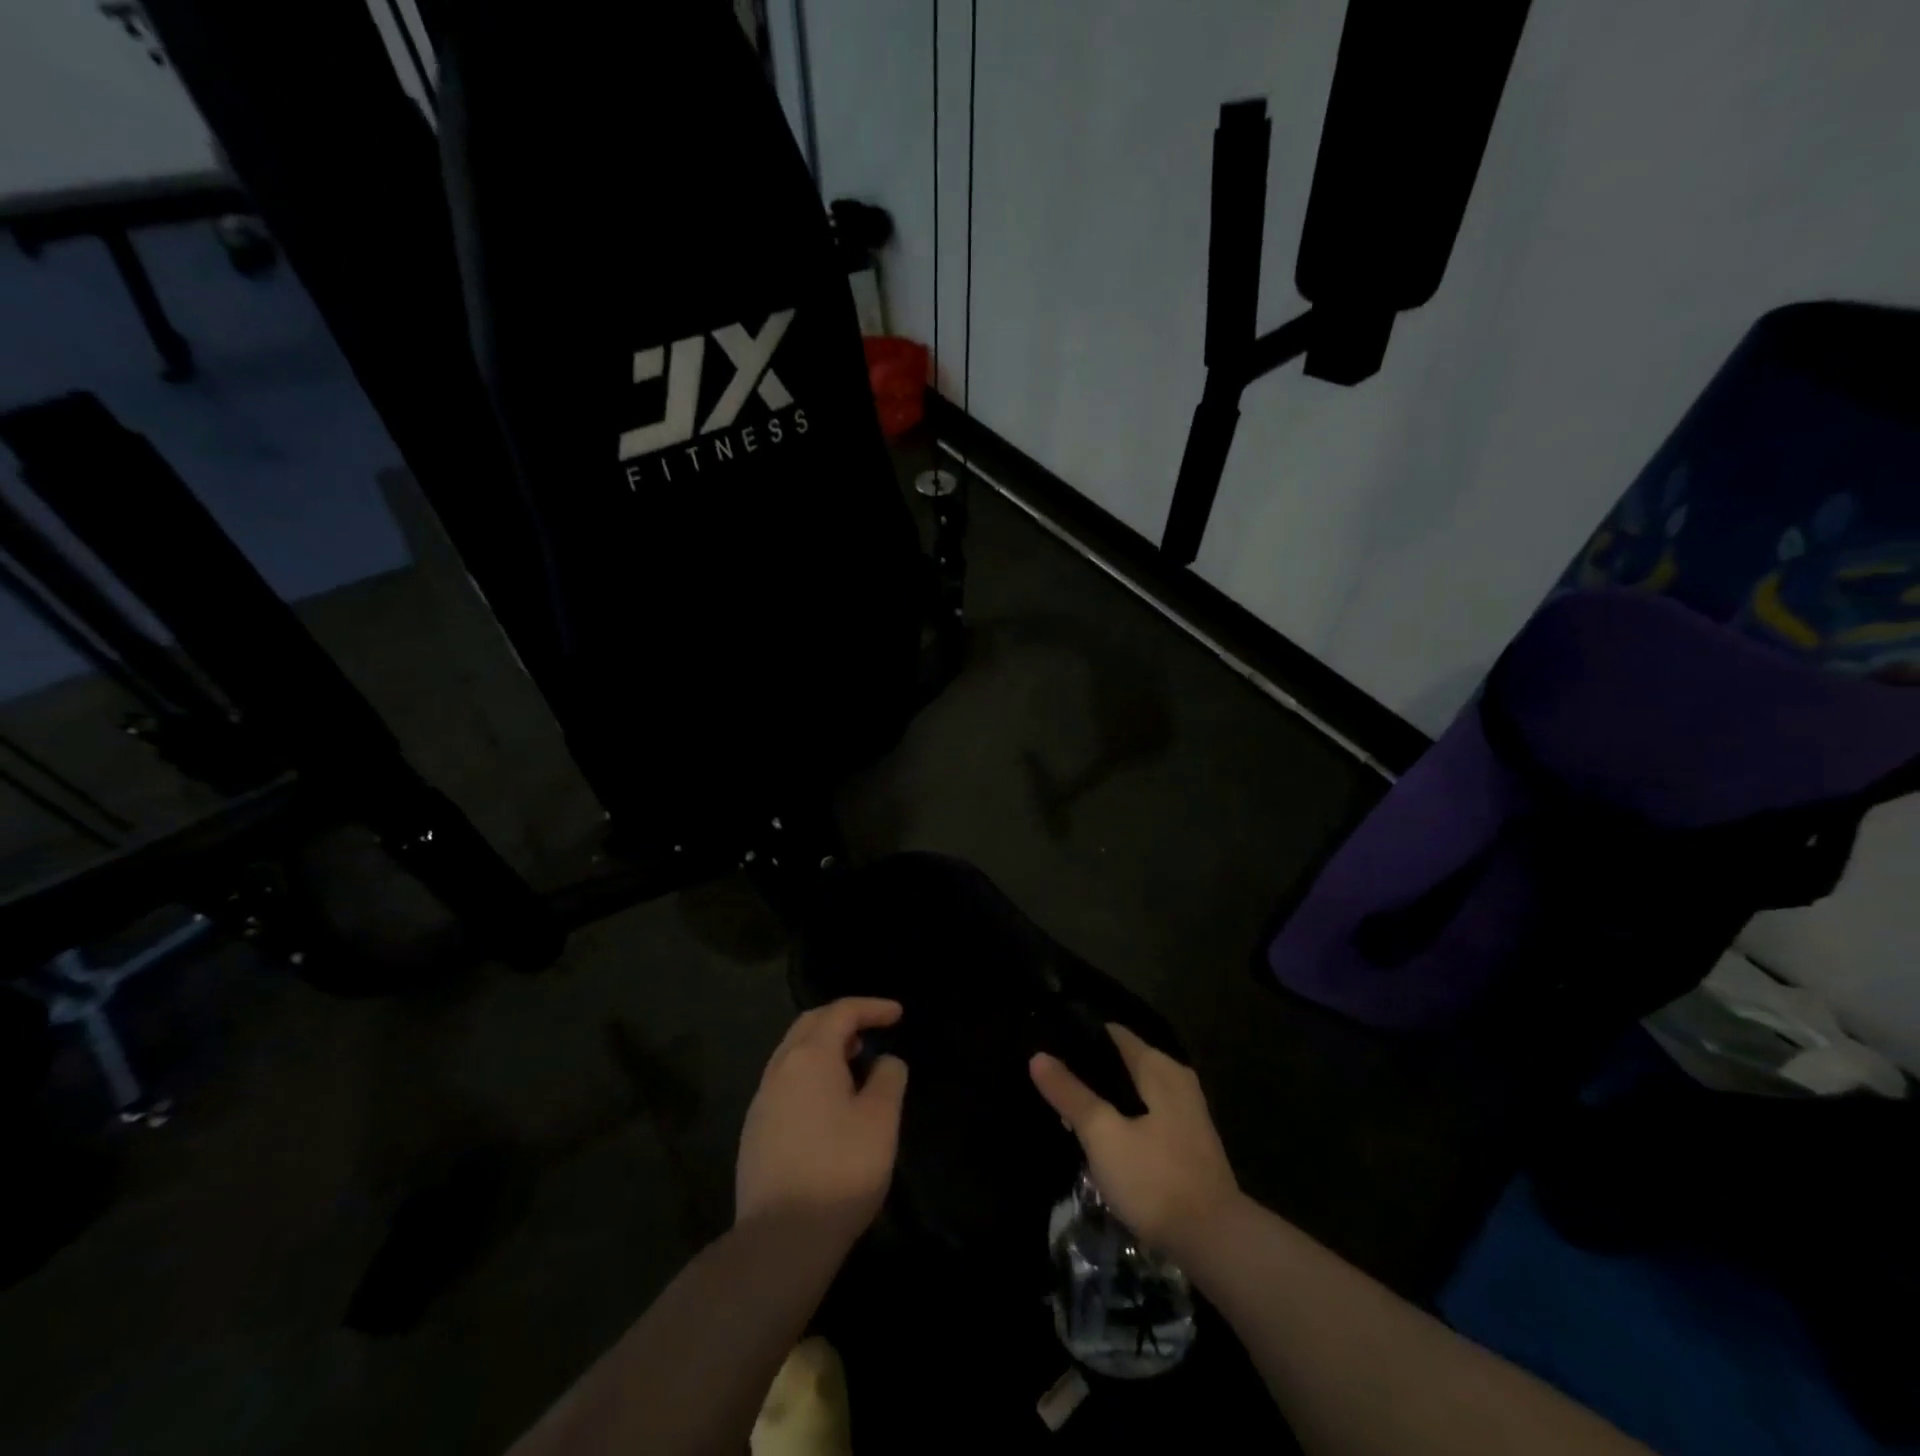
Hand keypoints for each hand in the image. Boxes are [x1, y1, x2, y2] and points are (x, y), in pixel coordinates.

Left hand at [736, 998, 908, 1242]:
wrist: (780, 1240)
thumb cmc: (840, 1170)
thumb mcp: (881, 1119)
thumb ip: (888, 1077)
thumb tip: (883, 1062)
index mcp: (810, 1057)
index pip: (841, 1012)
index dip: (872, 1007)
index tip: (898, 1014)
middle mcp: (779, 1069)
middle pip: (810, 1025)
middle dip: (843, 1019)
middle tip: (872, 1029)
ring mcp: (761, 1102)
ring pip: (793, 1054)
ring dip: (825, 1047)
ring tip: (854, 1062)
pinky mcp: (754, 1132)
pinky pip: (785, 1083)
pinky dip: (810, 1075)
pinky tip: (828, 1103)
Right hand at [1030, 1024, 1239, 1256]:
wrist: (1215, 1242)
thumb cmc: (1155, 1178)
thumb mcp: (1103, 1134)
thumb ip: (1071, 1094)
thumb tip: (1038, 1056)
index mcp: (1159, 1067)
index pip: (1112, 1033)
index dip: (1078, 1038)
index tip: (1047, 1046)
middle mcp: (1177, 1079)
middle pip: (1122, 1063)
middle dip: (1088, 1074)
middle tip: (1051, 1086)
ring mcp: (1186, 1113)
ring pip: (1133, 1093)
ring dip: (1104, 1101)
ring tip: (1067, 1116)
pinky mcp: (1188, 1144)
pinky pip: (1146, 1118)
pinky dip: (1122, 1121)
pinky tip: (1100, 1142)